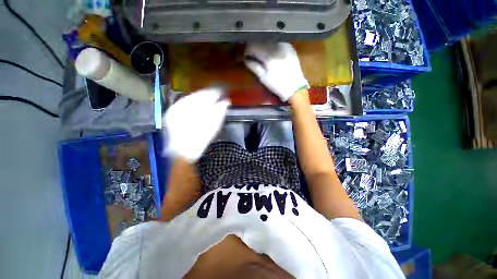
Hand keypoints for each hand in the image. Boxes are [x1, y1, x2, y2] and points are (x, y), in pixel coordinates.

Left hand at [163, 88, 229, 161]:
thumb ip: (219, 113)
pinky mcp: (170, 112)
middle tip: (216, 94)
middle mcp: (182, 107)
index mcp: (194, 112)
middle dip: (207, 94)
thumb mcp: (213, 128)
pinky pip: (183, 102)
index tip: (222, 92)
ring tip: (208, 98)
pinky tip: (197, 103)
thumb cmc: (200, 142)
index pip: (206, 96)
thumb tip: (226, 101)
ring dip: (200, 96)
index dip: (215, 93)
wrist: (182, 153)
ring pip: (190, 97)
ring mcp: (174, 109)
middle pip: (197, 95)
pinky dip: (192, 101)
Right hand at [244, 42, 308, 101]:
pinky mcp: (290, 47)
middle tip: (253, 57)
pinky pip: (277, 43)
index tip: (247, 56)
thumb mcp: (263, 78)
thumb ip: (254, 66)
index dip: (248, 50)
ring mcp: (284, 45)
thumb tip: (246, 59)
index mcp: (268, 55)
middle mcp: (276, 46)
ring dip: (263, 47)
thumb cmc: (277, 85)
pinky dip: (272, 47)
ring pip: (269, 41)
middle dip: (256, 48)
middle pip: (261, 42)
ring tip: (262, 56)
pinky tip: (272, 55)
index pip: (253, 46)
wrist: (295, 87)